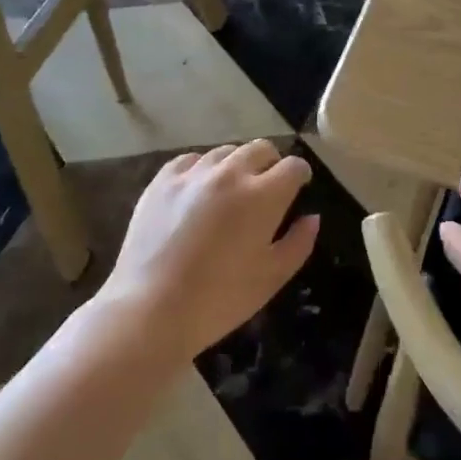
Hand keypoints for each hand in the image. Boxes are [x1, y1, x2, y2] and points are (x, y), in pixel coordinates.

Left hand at [99, 141, 317, 359]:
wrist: (149, 311)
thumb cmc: (219, 300)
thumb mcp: (272, 278)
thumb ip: (299, 243)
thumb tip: (311, 217)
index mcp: (263, 195)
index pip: (293, 166)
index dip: (300, 176)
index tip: (298, 189)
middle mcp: (230, 173)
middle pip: (261, 148)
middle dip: (271, 163)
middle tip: (266, 189)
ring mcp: (193, 174)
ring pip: (226, 151)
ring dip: (237, 165)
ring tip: (230, 192)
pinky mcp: (162, 181)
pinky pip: (190, 160)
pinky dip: (202, 170)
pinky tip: (198, 192)